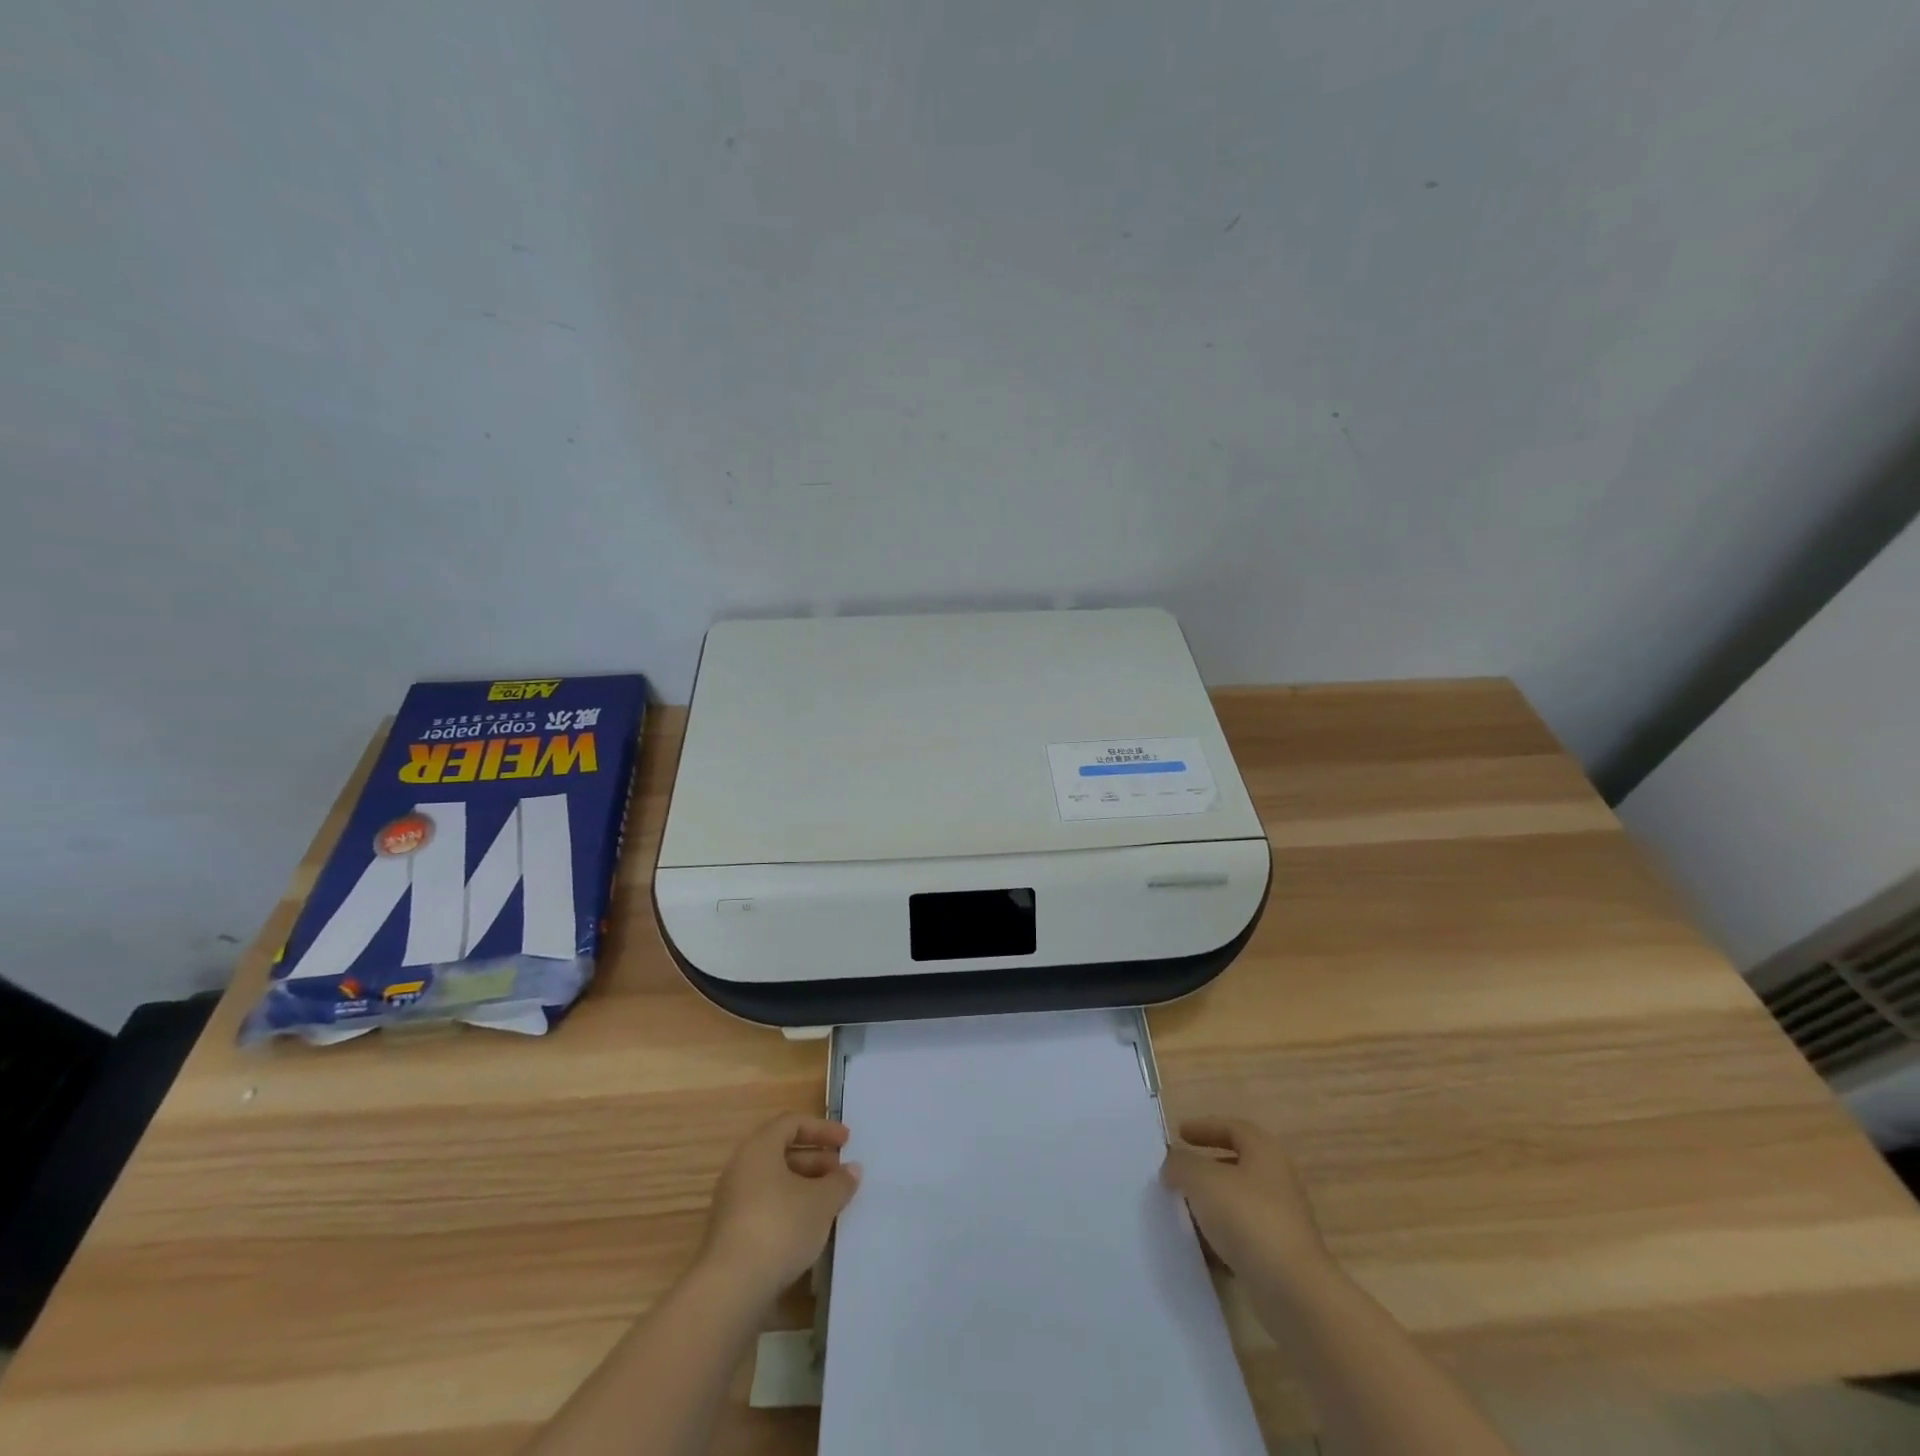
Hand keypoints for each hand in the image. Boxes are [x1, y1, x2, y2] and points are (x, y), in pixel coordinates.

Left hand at [698, 1114, 861, 1297]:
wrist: (731, 1289)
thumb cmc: (780, 1227)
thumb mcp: (821, 1201)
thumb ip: (839, 1182)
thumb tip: (851, 1170)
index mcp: (759, 1148)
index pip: (792, 1123)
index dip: (822, 1129)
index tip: (846, 1142)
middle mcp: (741, 1168)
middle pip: (782, 1152)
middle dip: (816, 1160)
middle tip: (841, 1175)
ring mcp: (732, 1202)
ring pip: (774, 1182)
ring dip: (804, 1187)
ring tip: (831, 1204)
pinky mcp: (731, 1234)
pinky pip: (766, 1207)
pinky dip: (790, 1209)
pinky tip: (809, 1230)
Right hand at [1162, 1117, 1331, 1290]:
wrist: (1294, 1292)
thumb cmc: (1248, 1218)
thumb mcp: (1202, 1180)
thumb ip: (1181, 1164)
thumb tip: (1172, 1164)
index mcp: (1264, 1152)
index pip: (1232, 1128)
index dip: (1204, 1127)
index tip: (1178, 1134)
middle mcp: (1277, 1180)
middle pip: (1236, 1164)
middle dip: (1205, 1167)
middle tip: (1178, 1172)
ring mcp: (1281, 1220)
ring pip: (1238, 1201)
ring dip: (1211, 1203)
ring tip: (1181, 1208)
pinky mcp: (1279, 1255)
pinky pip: (1243, 1235)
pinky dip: (1220, 1235)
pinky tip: (1200, 1245)